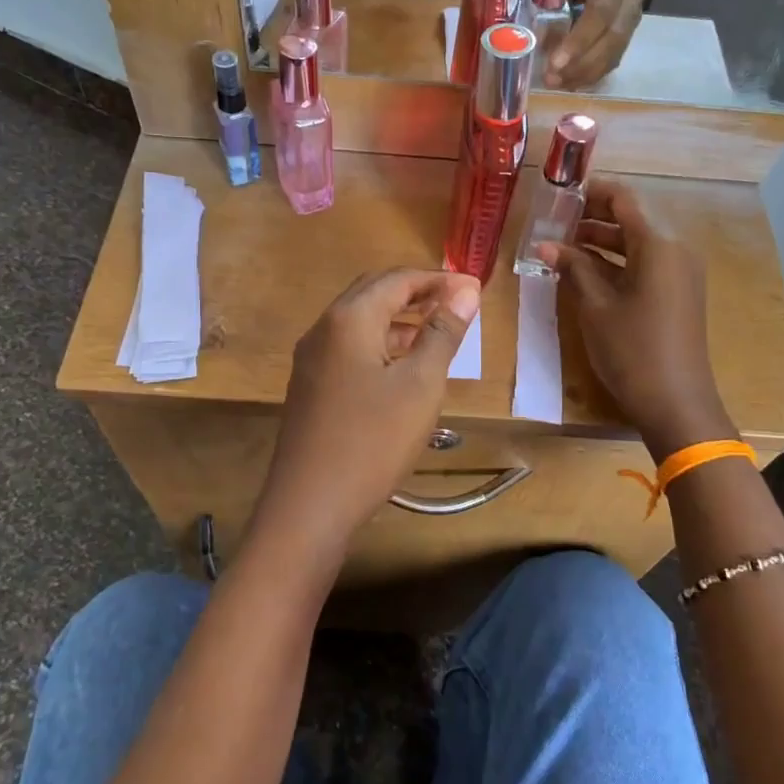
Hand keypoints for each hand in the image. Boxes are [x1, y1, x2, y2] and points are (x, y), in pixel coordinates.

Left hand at [251, 269, 481, 566]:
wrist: (309, 505)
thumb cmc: (373, 441)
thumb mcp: (420, 385)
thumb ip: (442, 333)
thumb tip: (466, 290)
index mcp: (349, 318)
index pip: (398, 279)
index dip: (438, 279)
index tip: (474, 289)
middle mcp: (323, 329)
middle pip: (373, 292)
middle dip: (416, 293)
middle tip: (456, 304)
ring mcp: (311, 359)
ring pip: (359, 322)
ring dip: (398, 319)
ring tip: (436, 333)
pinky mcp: (310, 386)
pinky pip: (349, 348)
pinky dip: (380, 344)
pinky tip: (402, 368)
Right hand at [540, 180, 729, 454]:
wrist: (675, 402)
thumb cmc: (632, 350)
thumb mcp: (596, 306)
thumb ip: (573, 268)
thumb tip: (546, 245)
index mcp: (659, 245)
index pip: (624, 199)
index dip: (592, 192)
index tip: (560, 192)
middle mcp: (675, 250)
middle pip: (631, 219)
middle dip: (593, 217)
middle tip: (554, 220)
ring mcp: (680, 273)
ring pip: (637, 243)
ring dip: (601, 241)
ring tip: (562, 246)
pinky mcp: (678, 293)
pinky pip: (645, 264)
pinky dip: (616, 262)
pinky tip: (585, 271)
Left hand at [544, 0, 647, 89]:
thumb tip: (540, 39)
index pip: (601, 11)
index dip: (579, 41)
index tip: (555, 62)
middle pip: (612, 37)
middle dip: (581, 64)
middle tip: (553, 80)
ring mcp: (637, 10)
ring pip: (617, 50)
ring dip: (587, 73)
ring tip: (560, 84)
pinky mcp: (633, 26)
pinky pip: (617, 54)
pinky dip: (595, 71)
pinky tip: (575, 81)